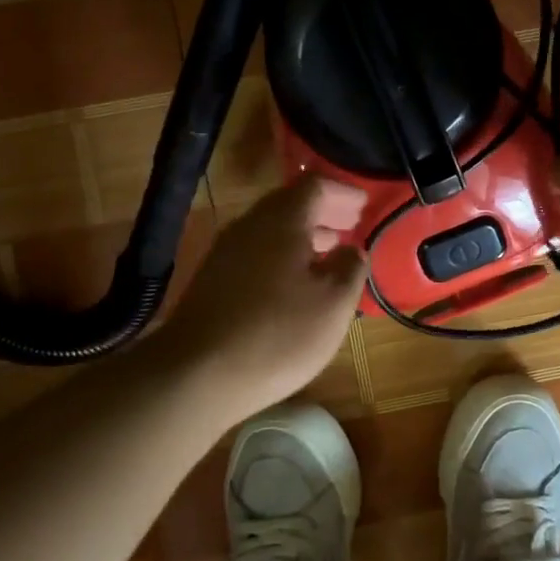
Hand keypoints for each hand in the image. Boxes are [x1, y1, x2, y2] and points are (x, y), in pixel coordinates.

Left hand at [156, 175, 368, 421]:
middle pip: (290, 205)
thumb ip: (350, 267)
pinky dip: (282, 257)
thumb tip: (351, 250)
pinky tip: (294, 285)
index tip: (364, 204)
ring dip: (302, 237)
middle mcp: (250, 225)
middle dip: (323, 213)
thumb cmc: (278, 333)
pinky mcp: (212, 281)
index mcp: (282, 220)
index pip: (315, 185)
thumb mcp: (334, 303)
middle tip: (350, 225)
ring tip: (328, 254)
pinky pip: (256, 254)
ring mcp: (225, 253)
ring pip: (271, 231)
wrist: (195, 375)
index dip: (343, 192)